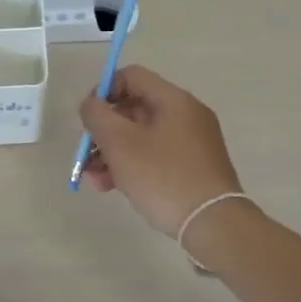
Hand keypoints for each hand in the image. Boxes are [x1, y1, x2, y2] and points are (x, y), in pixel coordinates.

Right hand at [79, 66, 242, 237]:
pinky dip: (133, 165)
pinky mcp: (194, 167)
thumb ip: (97, 115)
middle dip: (104, 131)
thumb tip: (91, 104)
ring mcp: (193, 142)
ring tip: (95, 180)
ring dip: (113, 153)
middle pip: (134, 109)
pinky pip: (155, 155)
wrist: (214, 225)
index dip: (103, 91)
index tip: (88, 118)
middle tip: (86, 155)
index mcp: (173, 100)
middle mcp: (186, 114)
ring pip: (142, 136)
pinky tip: (113, 187)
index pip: (131, 76)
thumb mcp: (120, 143)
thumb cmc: (163, 177)